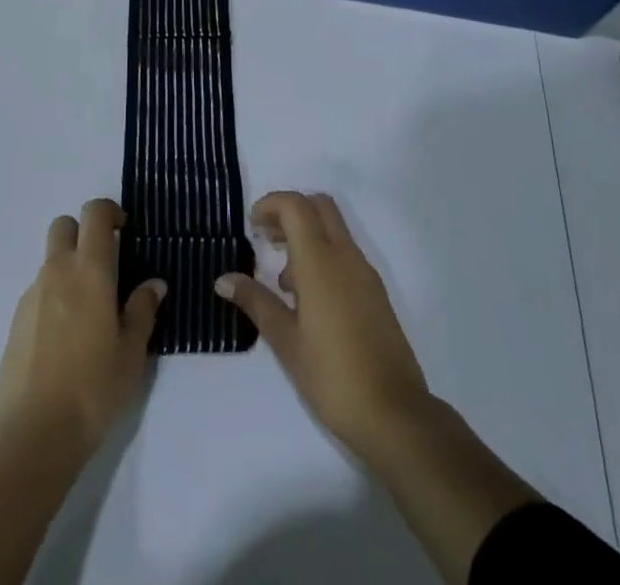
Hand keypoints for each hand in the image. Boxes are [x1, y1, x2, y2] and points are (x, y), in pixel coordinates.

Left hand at [0, 199, 165, 455]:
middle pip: (63, 226)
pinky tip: (65, 340)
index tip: (124, 229)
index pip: (94, 213)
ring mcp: (31, 296)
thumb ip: (142, 310)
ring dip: (68, 269)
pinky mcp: (15, 323)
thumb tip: (153, 284)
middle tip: (104, 264)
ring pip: (50, 261)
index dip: (109, 211)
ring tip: (88, 314)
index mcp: (89, 270)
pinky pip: (38, 293)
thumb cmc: (93, 387)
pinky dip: (53, 299)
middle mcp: (57, 272)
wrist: (33, 434)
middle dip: (82, 232)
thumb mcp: (132, 352)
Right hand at [214, 191, 430, 453]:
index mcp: (320, 261)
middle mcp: (346, 256)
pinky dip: (323, 256)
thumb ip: (256, 302)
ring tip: (283, 280)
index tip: (252, 224)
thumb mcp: (285, 341)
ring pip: (334, 229)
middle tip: (266, 238)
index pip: (296, 206)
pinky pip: (345, 254)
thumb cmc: (332, 375)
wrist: (395, 415)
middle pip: (319, 206)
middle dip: (290, 211)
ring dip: (307, 235)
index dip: (271, 204)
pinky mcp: (376, 293)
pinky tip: (309, 300)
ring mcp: (365, 273)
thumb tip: (223, 279)